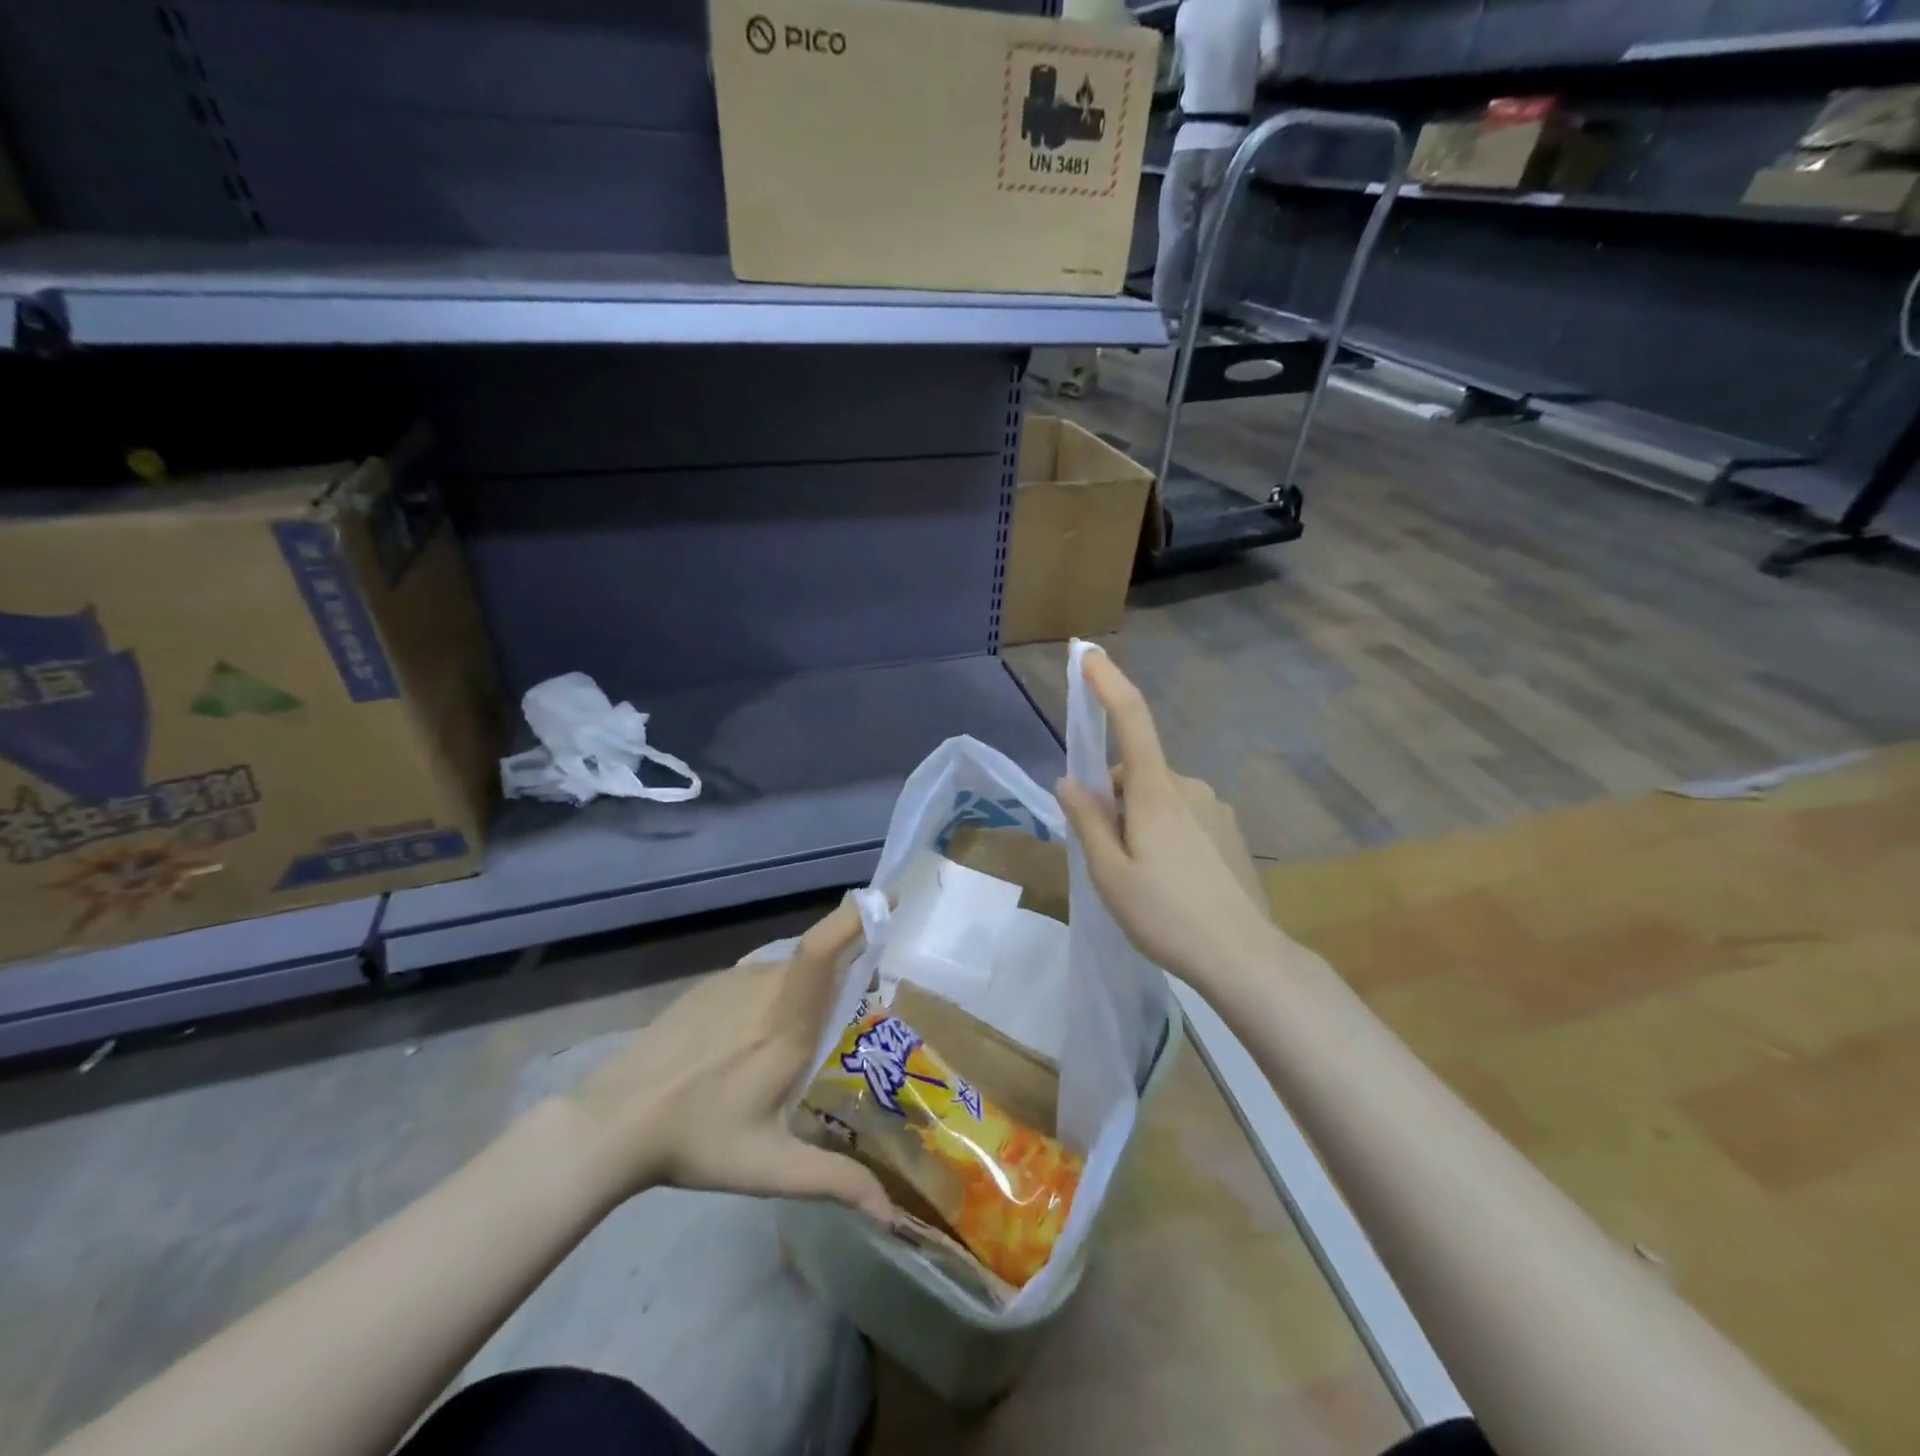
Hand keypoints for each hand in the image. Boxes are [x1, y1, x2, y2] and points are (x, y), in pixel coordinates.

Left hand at [560, 899, 892, 1222]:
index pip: (825, 947)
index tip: (892, 898)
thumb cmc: (699, 1139)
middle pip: (819, 956)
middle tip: (857, 1011)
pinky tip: (754, 1040)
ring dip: (808, 988)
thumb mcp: (770, 1168)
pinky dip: (776, 993)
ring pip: (790, 969)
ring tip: (800, 1039)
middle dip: (847, 968)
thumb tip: (891, 1216)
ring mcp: (734, 980)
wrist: (615, 1120)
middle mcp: (766, 986)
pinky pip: (761, 976)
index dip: (857, 915)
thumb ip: (835, 1182)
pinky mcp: (711, 984)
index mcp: (789, 1021)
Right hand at [1057, 653, 1284, 992]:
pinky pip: (1183, 816)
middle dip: (1113, 799)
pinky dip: (1165, 834)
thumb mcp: (1110, 874)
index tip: (1089, 653)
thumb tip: (1069, 781)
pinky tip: (1173, 883)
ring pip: (1158, 798)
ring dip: (1139, 820)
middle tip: (1107, 856)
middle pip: (1135, 773)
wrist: (1245, 958)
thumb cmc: (1167, 916)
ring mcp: (1215, 808)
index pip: (1131, 720)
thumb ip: (1087, 822)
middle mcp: (1189, 787)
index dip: (1109, 684)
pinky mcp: (1229, 832)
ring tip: (1141, 879)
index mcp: (1156, 792)